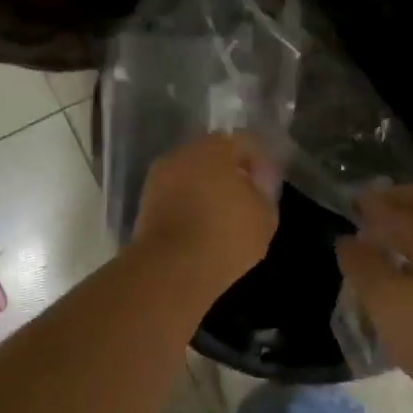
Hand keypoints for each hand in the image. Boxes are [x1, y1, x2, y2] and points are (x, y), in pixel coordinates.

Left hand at [133, 132, 279, 297]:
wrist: (171, 269)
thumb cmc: (226, 236)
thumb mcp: (265, 217)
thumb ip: (265, 191)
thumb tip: (258, 181)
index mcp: (214, 147)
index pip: (244, 143)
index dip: (259, 163)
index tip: (267, 186)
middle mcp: (183, 153)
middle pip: (213, 155)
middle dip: (229, 173)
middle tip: (245, 199)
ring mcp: (159, 176)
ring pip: (191, 175)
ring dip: (205, 188)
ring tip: (221, 216)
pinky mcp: (145, 202)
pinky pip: (175, 195)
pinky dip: (188, 204)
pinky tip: (200, 226)